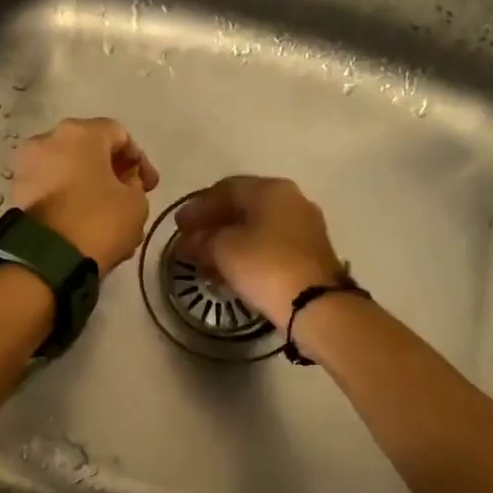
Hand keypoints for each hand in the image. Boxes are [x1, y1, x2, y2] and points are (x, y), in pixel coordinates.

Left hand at [10, 117, 159, 272]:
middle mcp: (48, 140)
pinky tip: (88, 226)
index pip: (119, 134)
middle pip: (90, 151)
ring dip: (92, 190)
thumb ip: (135, 185)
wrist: (48, 259)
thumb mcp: (136, 203)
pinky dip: (71, 202)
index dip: (140, 160)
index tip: (150, 186)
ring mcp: (27, 167)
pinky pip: (53, 191)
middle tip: (130, 199)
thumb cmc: (99, 220)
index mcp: (80, 133)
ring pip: (70, 173)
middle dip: (113, 175)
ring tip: (110, 220)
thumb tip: (124, 183)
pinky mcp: (17, 195)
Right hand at [174, 177, 345, 326]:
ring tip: (204, 261)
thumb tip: (188, 241)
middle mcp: (292, 201)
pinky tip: (228, 272)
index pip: (226, 189)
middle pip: (243, 208)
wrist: (315, 304)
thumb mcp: (223, 249)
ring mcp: (304, 228)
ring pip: (256, 229)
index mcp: (271, 189)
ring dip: (228, 242)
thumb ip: (201, 240)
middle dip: (212, 225)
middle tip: (189, 242)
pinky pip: (269, 247)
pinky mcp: (309, 254)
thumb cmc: (265, 266)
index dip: (198, 207)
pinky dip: (246, 255)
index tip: (177, 225)